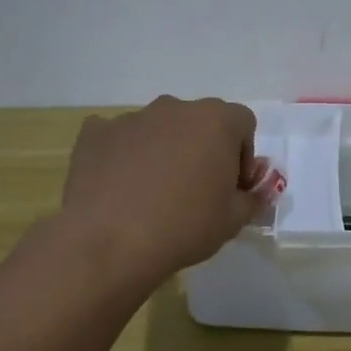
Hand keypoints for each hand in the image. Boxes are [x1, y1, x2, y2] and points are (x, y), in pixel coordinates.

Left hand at [61, 96, 266, 282]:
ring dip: (164, 150)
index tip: (233, 186)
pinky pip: (119, 137)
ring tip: (154, 192)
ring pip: (159, 129)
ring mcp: (132, 118)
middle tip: (196, 189)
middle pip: (199, 121)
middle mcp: (174, 108)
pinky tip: (120, 186)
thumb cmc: (184, 227)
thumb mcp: (233, 221)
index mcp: (215, 121)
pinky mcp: (95, 133)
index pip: (242, 123)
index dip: (243, 154)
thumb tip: (255, 192)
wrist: (110, 242)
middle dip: (203, 148)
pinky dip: (124, 154)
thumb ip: (252, 199)